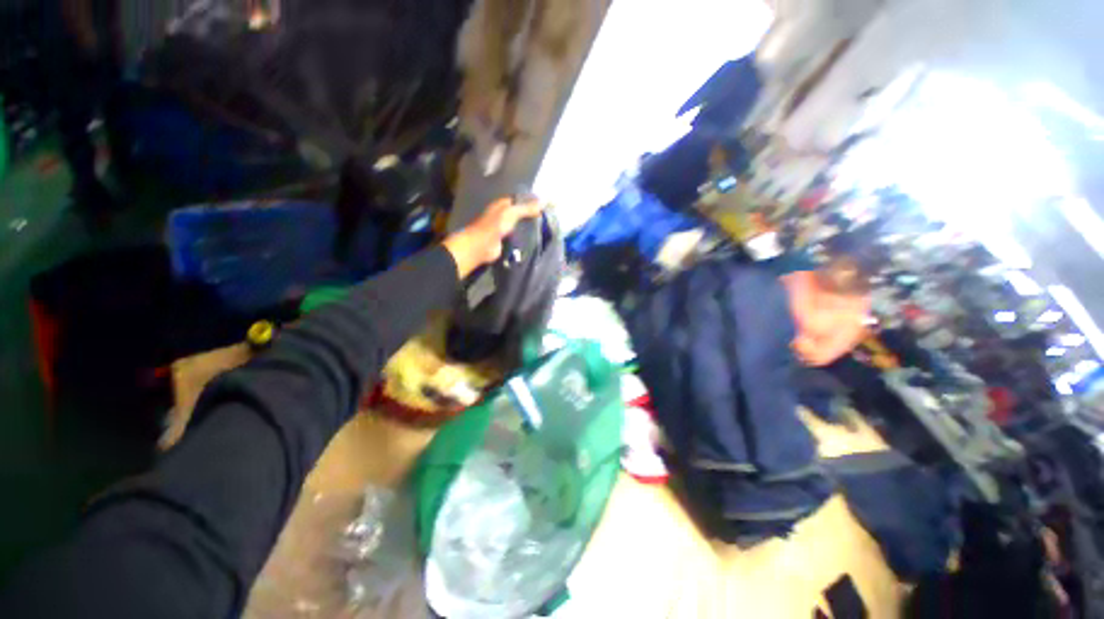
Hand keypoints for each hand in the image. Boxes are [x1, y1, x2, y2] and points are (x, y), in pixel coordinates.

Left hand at [443, 197, 543, 278]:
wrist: (482, 246)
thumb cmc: (495, 225)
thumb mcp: (512, 213)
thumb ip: (526, 208)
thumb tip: (544, 202)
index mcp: (503, 205)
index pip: (520, 200)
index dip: (532, 201)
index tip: (546, 205)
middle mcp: (504, 215)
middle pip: (521, 213)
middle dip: (533, 215)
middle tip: (549, 219)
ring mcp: (506, 229)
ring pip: (521, 226)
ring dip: (530, 228)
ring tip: (546, 229)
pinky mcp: (507, 241)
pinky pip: (520, 237)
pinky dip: (527, 238)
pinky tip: (537, 240)